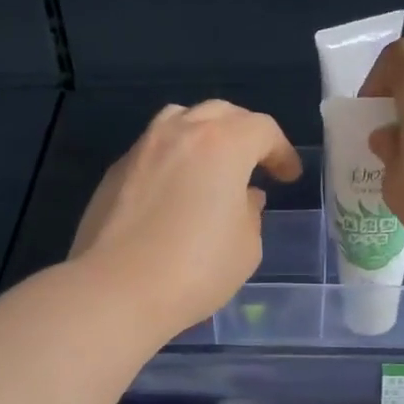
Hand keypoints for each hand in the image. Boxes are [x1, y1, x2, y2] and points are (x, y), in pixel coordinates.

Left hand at [69, 99, 301, 338]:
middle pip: (220, 114)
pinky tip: (175, 190)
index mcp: (222, 144)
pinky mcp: (114, 172)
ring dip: (203, 135)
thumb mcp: (245, 248)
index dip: (281, 151)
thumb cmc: (195, 270)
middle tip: (255, 163)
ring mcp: (142, 149)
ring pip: (179, 120)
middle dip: (244, 133)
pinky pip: (153, 150)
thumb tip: (243, 197)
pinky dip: (173, 159)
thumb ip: (250, 214)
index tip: (288, 177)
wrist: (116, 290)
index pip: (262, 130)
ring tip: (211, 165)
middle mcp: (179, 133)